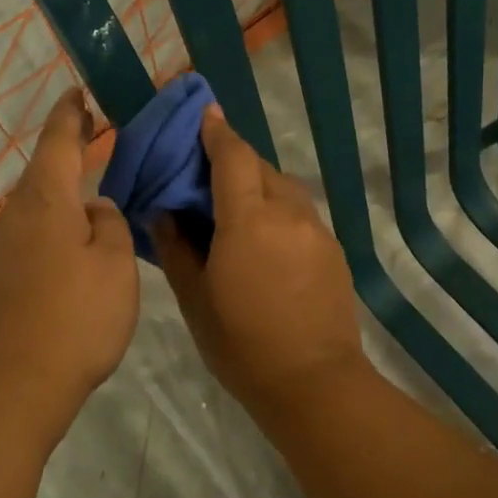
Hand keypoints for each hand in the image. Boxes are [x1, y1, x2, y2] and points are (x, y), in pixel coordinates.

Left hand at [0, 90, 138, 435]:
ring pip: (35, 206)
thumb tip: (93, 208)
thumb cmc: (78, 314)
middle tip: (90, 132)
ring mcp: (0, 247)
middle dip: (65, 149)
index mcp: (48, 200)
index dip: (70, 114)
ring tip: (88, 193)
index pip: (58, 141)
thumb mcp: (115, 262)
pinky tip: (69, 244)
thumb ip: (110, 223)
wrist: (17, 380)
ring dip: (59, 191)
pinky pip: (28, 234)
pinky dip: (50, 225)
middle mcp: (16, 215)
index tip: (77, 93)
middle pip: (42, 172)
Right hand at [155, 105, 369, 406]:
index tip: (204, 114)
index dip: (217, 132)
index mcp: (248, 220)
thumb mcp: (195, 299)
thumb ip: (177, 248)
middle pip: (260, 166)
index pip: (232, 157)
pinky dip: (278, 208)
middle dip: (234, 158)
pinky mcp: (333, 249)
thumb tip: (164, 213)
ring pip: (284, 187)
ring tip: (235, 206)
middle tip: (207, 171)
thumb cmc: (242, 344)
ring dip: (258, 183)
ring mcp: (316, 230)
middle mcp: (287, 213)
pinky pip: (300, 212)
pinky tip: (264, 238)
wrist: (314, 383)